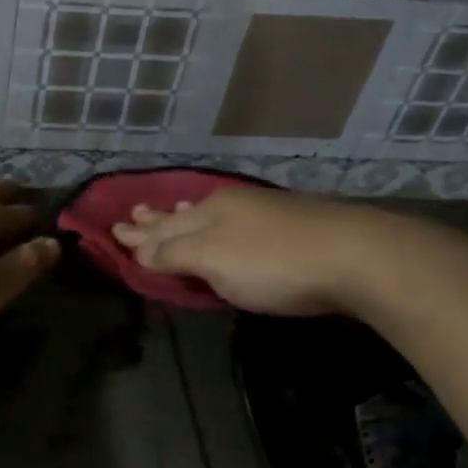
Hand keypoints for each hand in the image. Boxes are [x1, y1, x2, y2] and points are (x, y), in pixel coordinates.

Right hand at [111, 188, 374, 315]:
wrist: (355, 256)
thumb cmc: (273, 263)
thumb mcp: (214, 261)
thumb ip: (175, 254)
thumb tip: (140, 249)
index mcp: (209, 212)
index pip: (163, 226)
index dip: (139, 235)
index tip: (112, 232)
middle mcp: (231, 205)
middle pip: (184, 215)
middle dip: (156, 220)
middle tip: (131, 215)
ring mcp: (262, 211)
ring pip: (211, 212)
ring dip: (185, 215)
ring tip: (169, 209)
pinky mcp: (289, 223)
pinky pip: (236, 217)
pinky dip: (217, 220)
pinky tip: (225, 218)